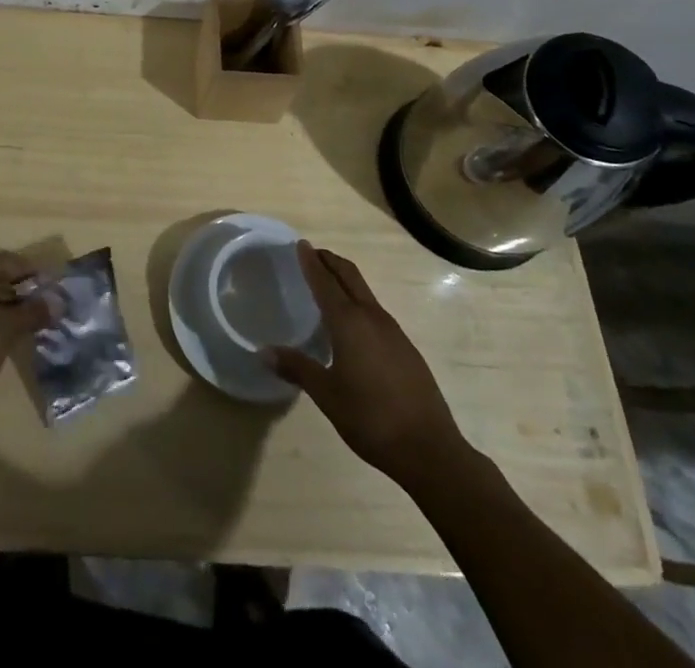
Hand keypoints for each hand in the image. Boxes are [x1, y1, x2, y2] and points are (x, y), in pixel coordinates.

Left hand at [0, 252, 49, 420]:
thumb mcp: (6, 327)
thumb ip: (32, 311)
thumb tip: (58, 304)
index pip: (0, 262)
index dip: (28, 270)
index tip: (51, 280)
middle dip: (19, 290)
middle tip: (47, 299)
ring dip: (8, 305)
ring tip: (36, 315)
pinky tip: (15, 327)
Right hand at [269, 243, 468, 483]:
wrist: (429, 449)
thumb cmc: (371, 418)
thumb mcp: (327, 395)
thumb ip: (297, 368)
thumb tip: (264, 352)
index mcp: (349, 322)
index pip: (325, 281)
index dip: (311, 262)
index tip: (300, 244)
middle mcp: (372, 317)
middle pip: (349, 276)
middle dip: (330, 261)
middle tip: (312, 254)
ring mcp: (393, 331)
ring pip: (364, 292)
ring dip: (345, 280)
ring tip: (328, 285)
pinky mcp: (406, 347)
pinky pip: (376, 311)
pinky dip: (358, 302)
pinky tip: (353, 324)